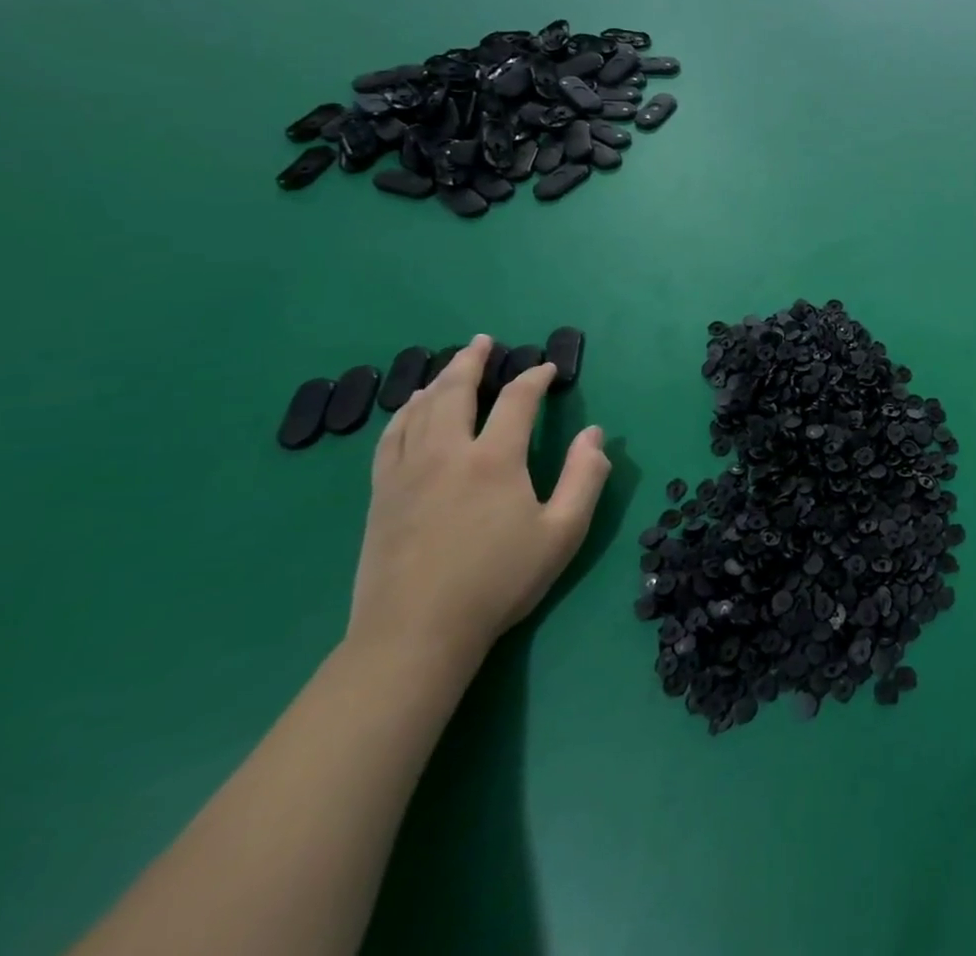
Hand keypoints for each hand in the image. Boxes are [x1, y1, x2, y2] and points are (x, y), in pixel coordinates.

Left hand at [347, 335, 610, 669]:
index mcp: (494, 459)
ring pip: (417, 411)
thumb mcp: (563, 532)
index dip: (534, 379)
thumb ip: (585, 476)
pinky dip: (403, 415)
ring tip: (448, 369)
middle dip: (471, 361)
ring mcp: (406, 473)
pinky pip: (389, 439)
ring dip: (437, 382)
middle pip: (454, 391)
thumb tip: (594, 433)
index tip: (547, 370)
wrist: (416, 634)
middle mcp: (446, 454)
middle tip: (483, 341)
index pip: (516, 401)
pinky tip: (410, 413)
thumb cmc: (499, 581)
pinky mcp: (381, 496)